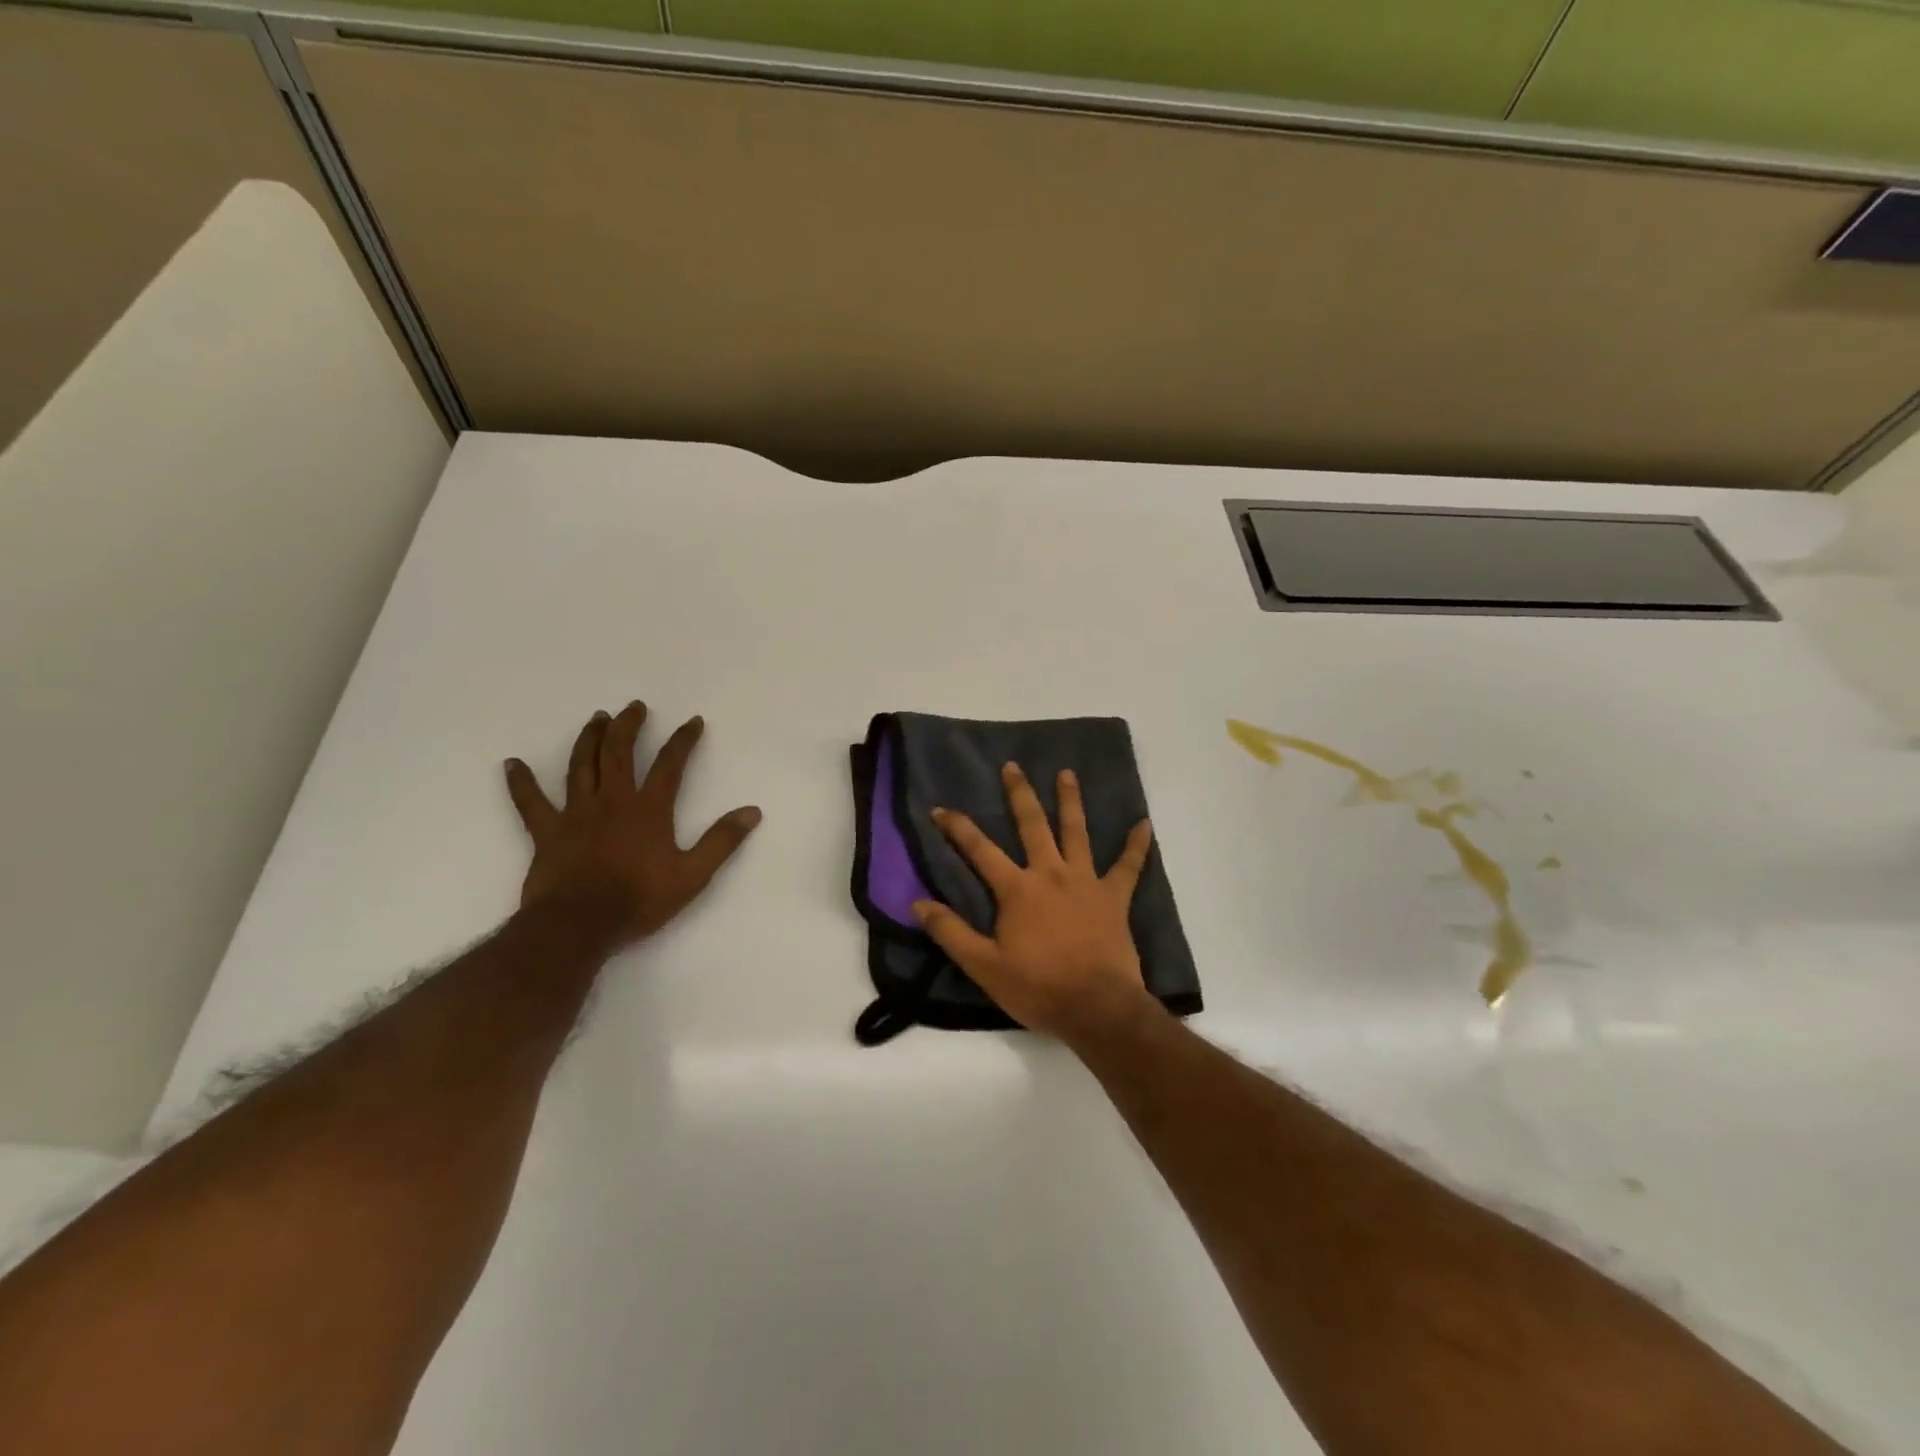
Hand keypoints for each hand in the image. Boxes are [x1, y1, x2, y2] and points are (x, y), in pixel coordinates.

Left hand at [504, 702, 761, 946]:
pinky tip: (512, 764)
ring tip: (597, 718)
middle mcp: (613, 801)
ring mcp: (576, 813)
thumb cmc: (639, 900)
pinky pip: (530, 802)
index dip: (683, 741)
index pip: (670, 765)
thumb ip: (722, 841)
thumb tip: (752, 811)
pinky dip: (521, 783)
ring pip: (582, 766)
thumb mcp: (693, 875)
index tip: (693, 721)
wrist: (579, 925)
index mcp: (649, 809)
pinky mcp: (547, 832)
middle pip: (620, 753)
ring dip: (590, 739)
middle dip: (629, 726)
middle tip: (635, 707)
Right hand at [913, 762, 1156, 1043]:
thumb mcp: (983, 966)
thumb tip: (917, 903)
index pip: (979, 850)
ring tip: (1067, 773)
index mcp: (1017, 889)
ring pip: (1076, 832)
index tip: (940, 808)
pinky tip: (1144, 824)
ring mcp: (1086, 882)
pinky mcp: (1114, 897)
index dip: (957, 827)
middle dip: (1019, 794)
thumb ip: (950, 932)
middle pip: (1032, 825)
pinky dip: (1137, 845)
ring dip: (1070, 801)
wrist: (1097, 1008)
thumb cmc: (1038, 987)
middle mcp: (1050, 873)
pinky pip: (1129, 866)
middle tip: (1013, 766)